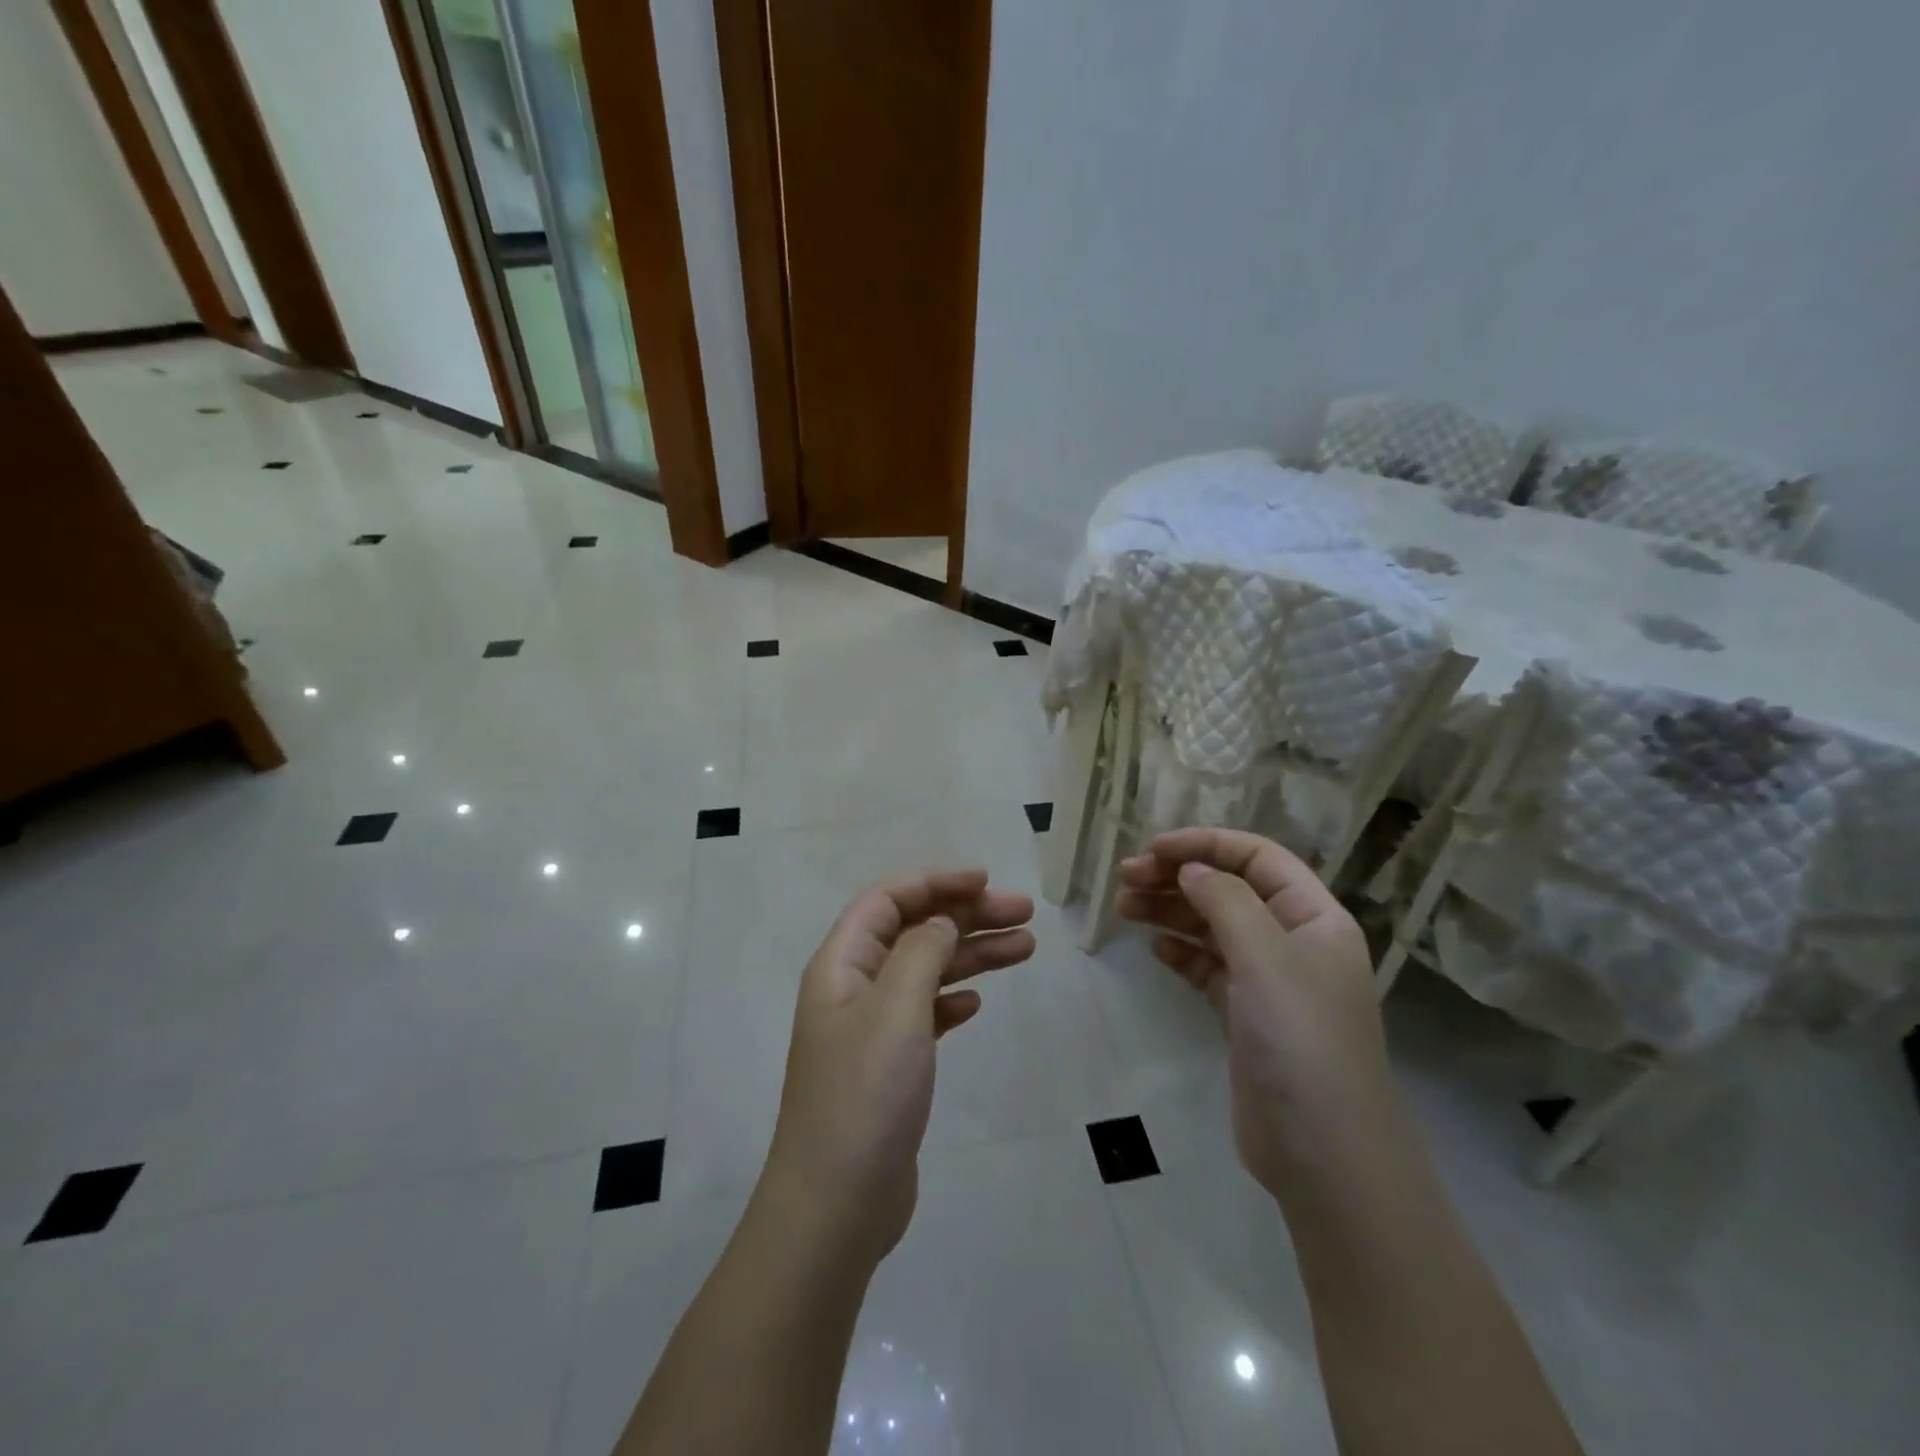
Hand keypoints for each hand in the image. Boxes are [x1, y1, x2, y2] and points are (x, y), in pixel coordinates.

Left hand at [761, 868, 1035, 1267]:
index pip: (888, 899)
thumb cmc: (864, 1094)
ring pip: (927, 970)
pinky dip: (953, 999)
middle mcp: (853, 987)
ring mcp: (871, 1028)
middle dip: (966, 916)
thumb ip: (922, 952)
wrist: (837, 1205)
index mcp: (842, 963)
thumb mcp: (896, 1008)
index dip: (936, 882)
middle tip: (1024, 914)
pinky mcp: (889, 1065)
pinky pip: (925, 1012)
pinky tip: (978, 1004)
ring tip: (1026, 947)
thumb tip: (940, 921)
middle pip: (914, 930)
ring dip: (971, 955)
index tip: (986, 881)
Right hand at [1117, 829, 1397, 1199]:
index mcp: (1314, 917)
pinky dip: (1181, 953)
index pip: (1257, 858)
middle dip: (1177, 877)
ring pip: (1213, 927)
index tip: (1153, 849)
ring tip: (1123, 908)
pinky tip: (1155, 949)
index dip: (1205, 844)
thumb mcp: (1264, 956)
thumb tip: (1190, 868)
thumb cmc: (1300, 1038)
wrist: (1323, 1152)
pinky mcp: (1246, 1016)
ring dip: (1170, 912)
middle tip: (1124, 879)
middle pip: (1229, 890)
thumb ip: (1224, 900)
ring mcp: (1269, 981)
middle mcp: (1294, 941)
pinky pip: (1209, 968)